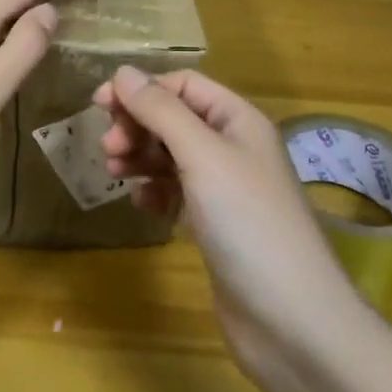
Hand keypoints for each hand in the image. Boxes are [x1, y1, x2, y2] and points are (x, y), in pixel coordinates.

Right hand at [92, 66, 359, 371]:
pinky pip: (176, 193)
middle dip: (138, 126)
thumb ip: (161, 111)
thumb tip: (123, 72)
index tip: (100, 105)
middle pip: (175, 119)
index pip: (183, 85)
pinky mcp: (216, 225)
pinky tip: (141, 205)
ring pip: (172, 156)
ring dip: (141, 157)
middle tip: (107, 148)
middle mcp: (234, 147)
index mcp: (238, 120)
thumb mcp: (202, 155)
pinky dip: (155, 192)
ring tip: (113, 173)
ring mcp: (226, 189)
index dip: (142, 90)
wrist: (291, 319)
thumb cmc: (247, 221)